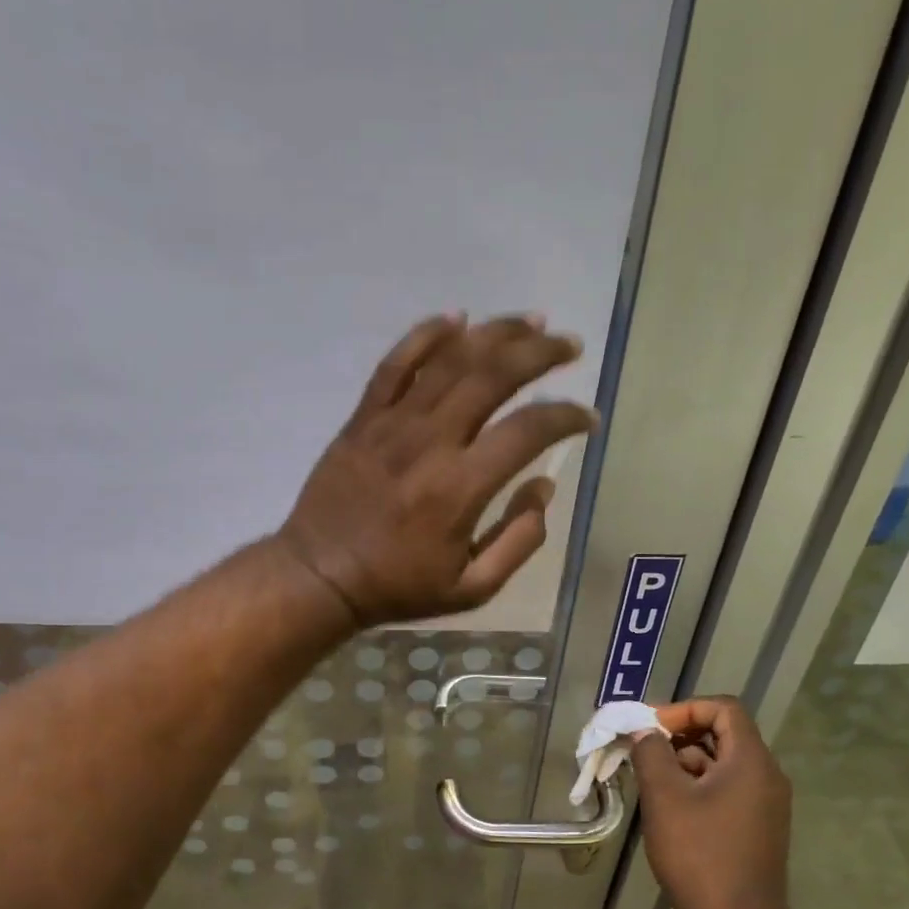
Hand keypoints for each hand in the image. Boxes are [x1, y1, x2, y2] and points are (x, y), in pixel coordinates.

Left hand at [279, 313, 596, 626]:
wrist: (320, 576)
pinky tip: (456, 319)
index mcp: (461, 487)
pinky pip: (395, 364)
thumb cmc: (399, 587)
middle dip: (540, 353)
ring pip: (450, 359)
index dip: (567, 417)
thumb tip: (544, 486)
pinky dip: (426, 335)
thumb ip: (519, 540)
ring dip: (496, 333)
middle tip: (570, 344)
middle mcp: (431, 442)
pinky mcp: (363, 418)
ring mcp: (392, 424)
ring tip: (531, 322)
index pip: (528, 430)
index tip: (587, 417)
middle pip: (493, 375)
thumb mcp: (472, 588)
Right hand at [630, 697, 795, 908]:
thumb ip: (650, 753)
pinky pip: (727, 789)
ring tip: (650, 781)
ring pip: (722, 763)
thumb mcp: (664, 797)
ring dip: (685, 762)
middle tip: (643, 751)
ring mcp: (766, 804)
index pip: (723, 708)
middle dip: (679, 735)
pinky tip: (670, 808)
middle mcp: (766, 776)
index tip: (650, 729)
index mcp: (751, 760)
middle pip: (723, 733)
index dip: (684, 709)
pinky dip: (697, 786)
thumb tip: (644, 733)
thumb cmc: (699, 854)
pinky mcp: (758, 827)